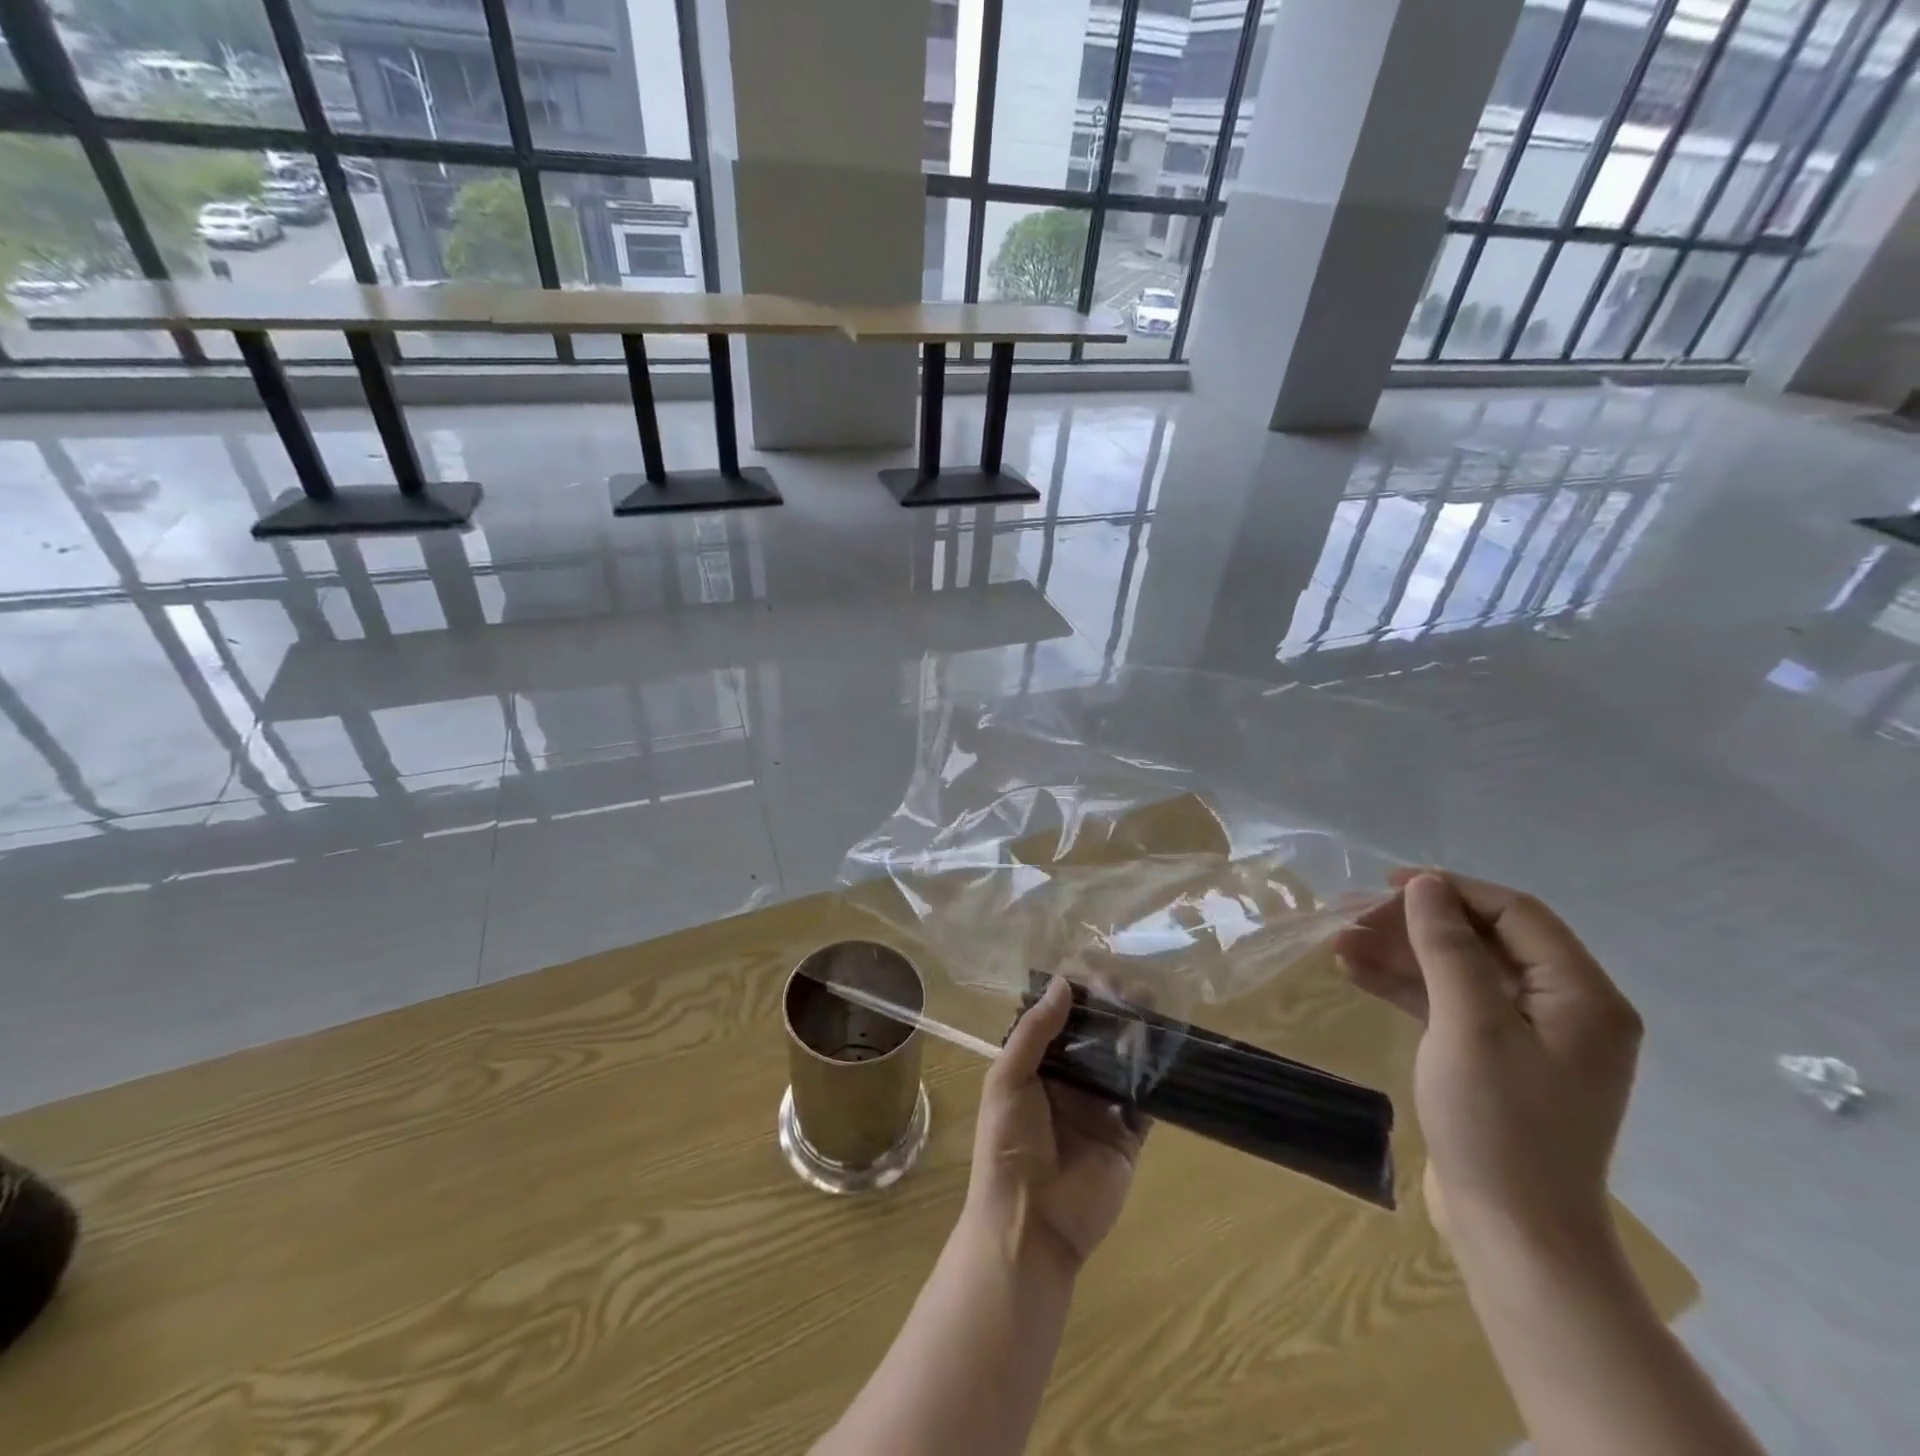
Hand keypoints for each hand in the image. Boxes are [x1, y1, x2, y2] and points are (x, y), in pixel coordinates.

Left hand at [966, 977, 1146, 1272]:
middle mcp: (1070, 1085)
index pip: (1060, 1024)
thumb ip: (1035, 1032)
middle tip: (1133, 986)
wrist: (1030, 1222)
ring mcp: (1101, 1111)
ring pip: (1122, 1064)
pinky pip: (1144, 1101)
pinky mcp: (1128, 1137)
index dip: (1077, 1000)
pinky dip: (1155, 1077)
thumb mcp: (1008, 1078)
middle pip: (1095, 1040)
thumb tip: (1063, 983)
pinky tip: (1166, 1047)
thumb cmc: (1007, 1144)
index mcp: (1036, 1070)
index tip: (1098, 974)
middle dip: (1112, 1014)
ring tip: (1153, 1006)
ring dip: (1136, 1037)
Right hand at [1333, 871, 1641, 1251]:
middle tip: (1350, 918)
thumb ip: (1448, 947)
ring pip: (1457, 971)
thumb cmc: (1499, 1124)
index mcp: (1582, 996)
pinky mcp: (1493, 1059)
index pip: (1516, 913)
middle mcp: (1564, 1009)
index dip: (1450, 891)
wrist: (1513, 1234)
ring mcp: (1527, 1036)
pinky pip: (1448, 1004)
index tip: (1385, 886)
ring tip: (1337, 944)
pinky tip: (1354, 973)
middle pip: (1482, 939)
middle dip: (1414, 924)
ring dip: (1399, 954)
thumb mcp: (1469, 1024)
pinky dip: (1404, 987)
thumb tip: (1425, 886)